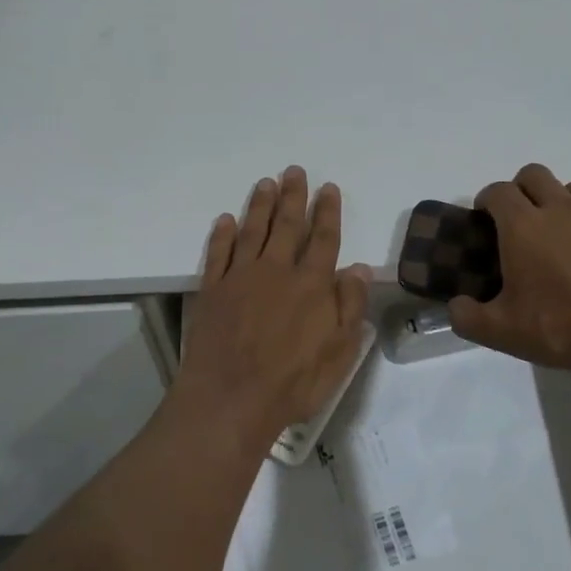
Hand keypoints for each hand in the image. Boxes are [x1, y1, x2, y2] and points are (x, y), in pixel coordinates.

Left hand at [176, 167, 371, 449]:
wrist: (230, 399)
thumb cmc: (293, 382)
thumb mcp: (339, 352)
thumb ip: (350, 306)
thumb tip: (359, 268)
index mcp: (312, 285)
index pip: (324, 239)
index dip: (328, 212)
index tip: (328, 188)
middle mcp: (277, 271)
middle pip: (288, 225)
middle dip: (293, 196)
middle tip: (294, 171)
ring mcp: (240, 277)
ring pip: (253, 231)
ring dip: (260, 205)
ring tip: (266, 182)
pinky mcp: (212, 290)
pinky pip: (218, 253)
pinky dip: (222, 234)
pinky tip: (225, 220)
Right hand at [448, 164, 570, 376]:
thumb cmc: (563, 326)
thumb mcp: (502, 332)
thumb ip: (467, 317)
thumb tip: (455, 306)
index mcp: (523, 226)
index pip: (498, 191)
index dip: (486, 200)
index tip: (482, 221)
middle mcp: (557, 210)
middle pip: (533, 174)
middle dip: (518, 189)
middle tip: (514, 222)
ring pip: (568, 187)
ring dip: (553, 199)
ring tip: (551, 232)